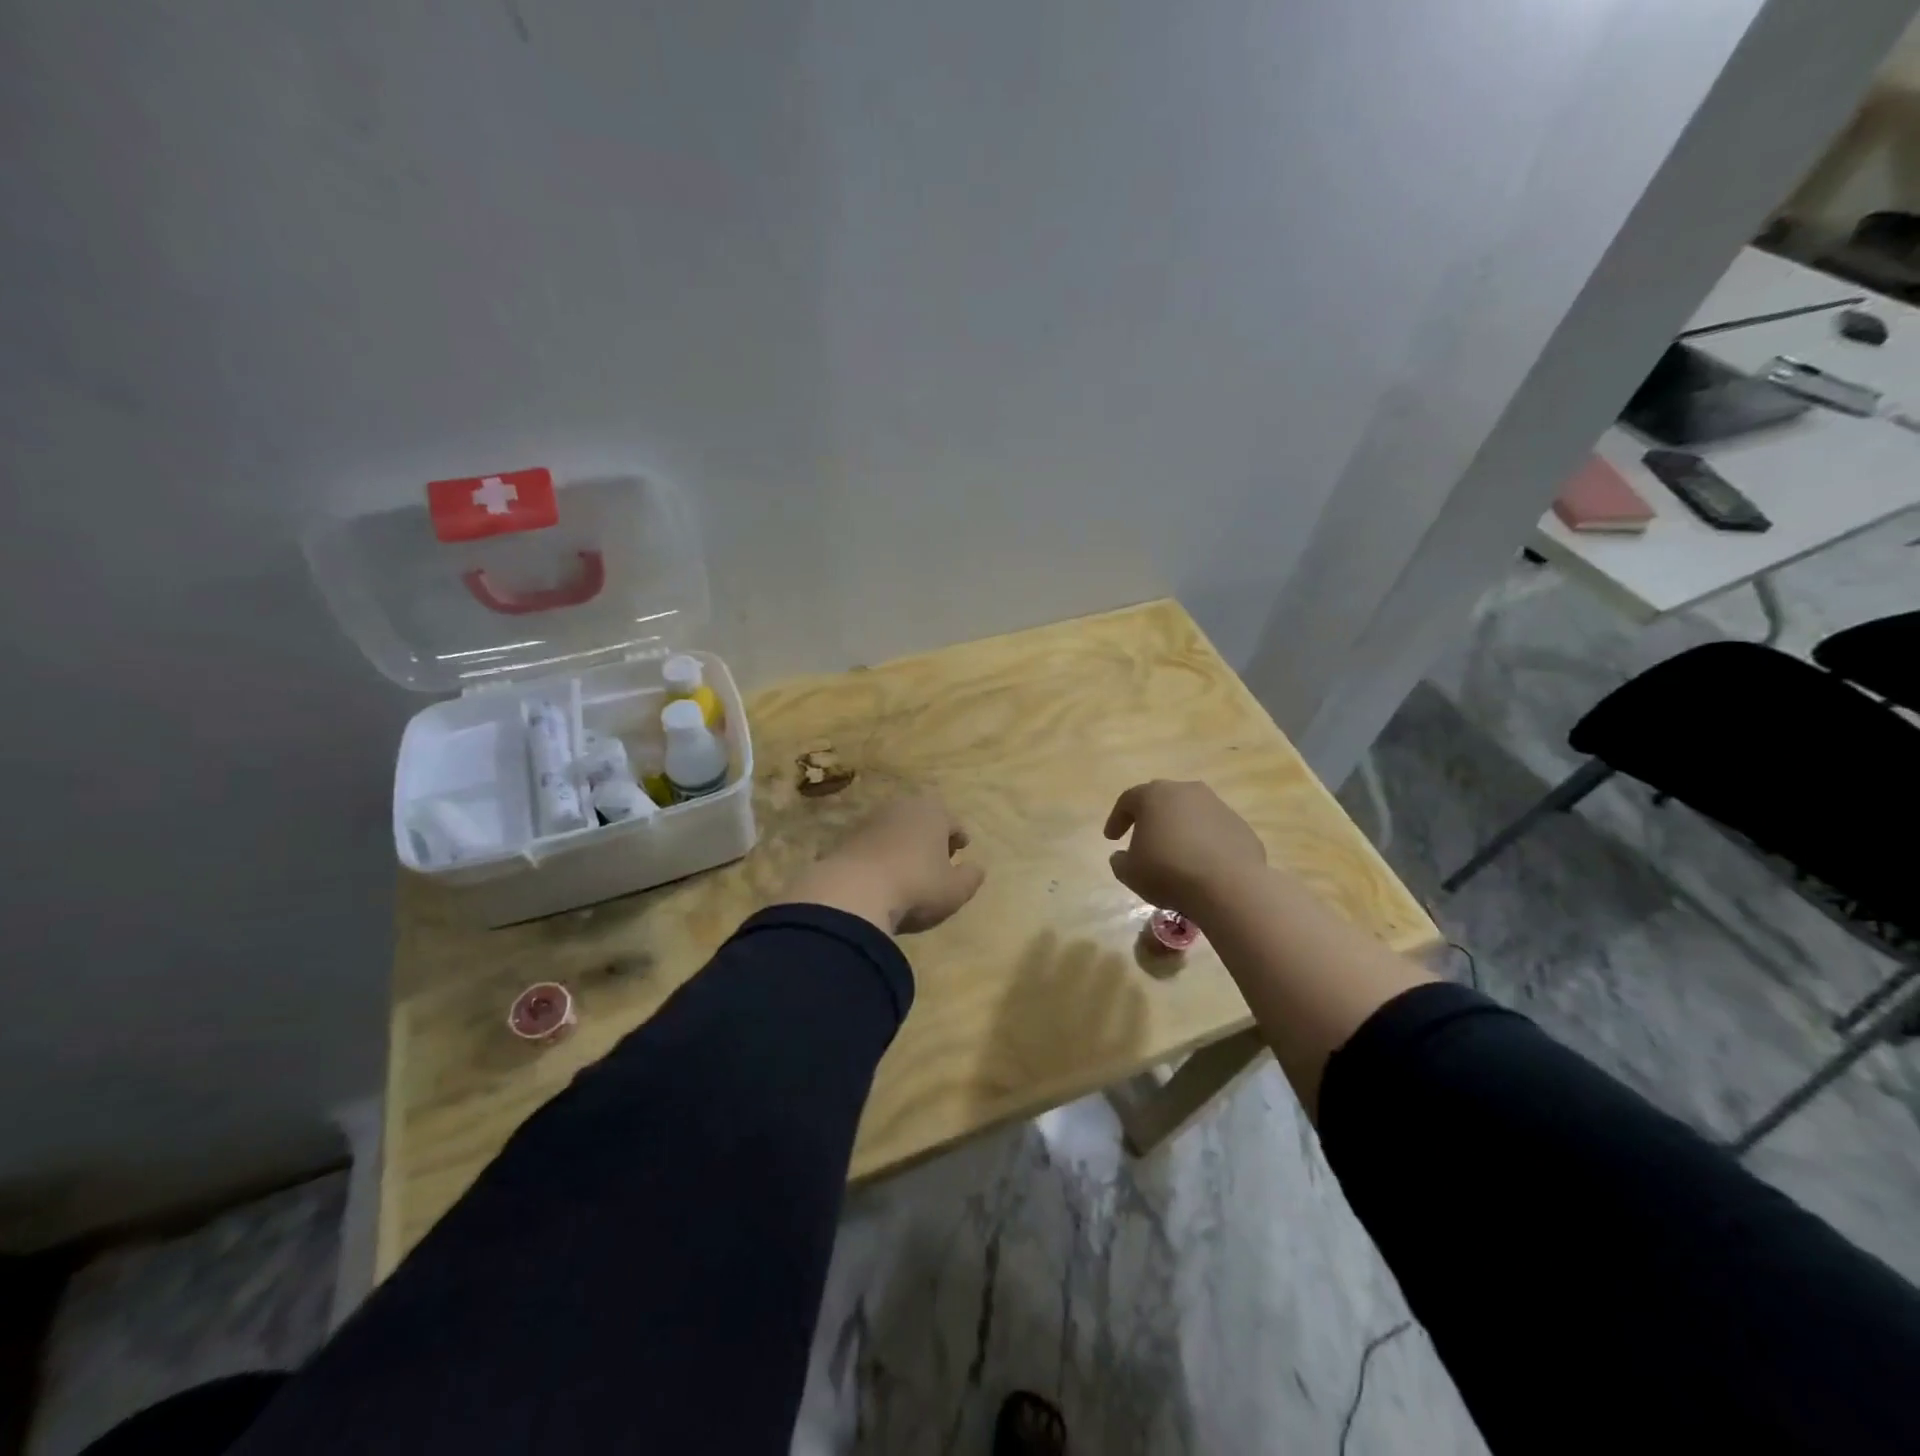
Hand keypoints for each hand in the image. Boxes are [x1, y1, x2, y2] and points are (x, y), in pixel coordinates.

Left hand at [785, 794, 985, 933]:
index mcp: (932, 812)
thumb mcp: (955, 890)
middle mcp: (901, 808)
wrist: (853, 893)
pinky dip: (880, 854)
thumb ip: (970, 877)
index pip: (952, 821)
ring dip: (903, 843)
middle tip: (937, 854)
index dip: (958, 836)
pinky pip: (872, 844)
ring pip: (895, 829)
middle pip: (921, 819)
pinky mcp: (845, 839)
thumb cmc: (916, 886)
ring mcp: (869, 821)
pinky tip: (881, 875)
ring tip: (908, 865)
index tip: (962, 847)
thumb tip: (976, 868)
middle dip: (930, 835)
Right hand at [1104, 780, 1267, 921]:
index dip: (1117, 819)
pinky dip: (1204, 842)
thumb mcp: (1130, 873)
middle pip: (1162, 800)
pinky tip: (1201, 864)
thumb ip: (1120, 861)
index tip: (1111, 838)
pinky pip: (1214, 830)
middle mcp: (1187, 792)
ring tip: (1175, 853)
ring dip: (1180, 829)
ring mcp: (1217, 806)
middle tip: (1142, 838)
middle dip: (1150, 818)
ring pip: (1191, 813)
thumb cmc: (1168, 872)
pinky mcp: (1240, 826)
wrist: (1228, 886)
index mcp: (1154, 796)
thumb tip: (1122, 856)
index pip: (1128, 800)